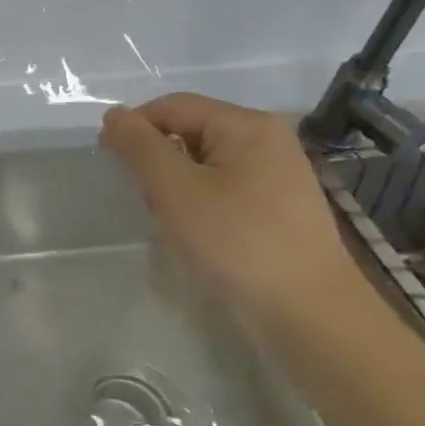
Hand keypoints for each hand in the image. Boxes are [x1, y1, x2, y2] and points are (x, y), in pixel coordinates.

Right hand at [100, 93, 372, 344]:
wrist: (311, 319)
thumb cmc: (237, 242)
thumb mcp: (174, 189)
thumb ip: (139, 146)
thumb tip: (114, 115)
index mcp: (247, 125)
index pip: (171, 106)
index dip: (135, 129)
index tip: (113, 166)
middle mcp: (267, 141)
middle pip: (188, 133)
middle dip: (158, 164)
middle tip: (151, 204)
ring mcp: (278, 177)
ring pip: (202, 166)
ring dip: (177, 190)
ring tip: (175, 225)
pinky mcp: (279, 210)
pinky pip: (223, 190)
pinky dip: (200, 206)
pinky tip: (199, 238)